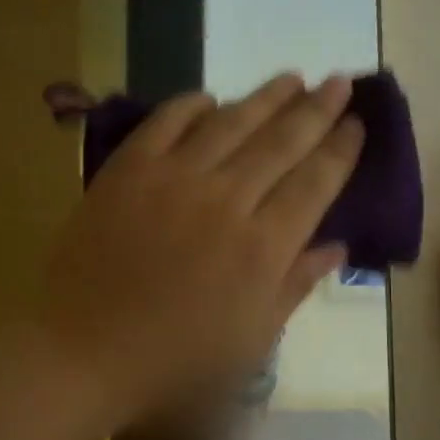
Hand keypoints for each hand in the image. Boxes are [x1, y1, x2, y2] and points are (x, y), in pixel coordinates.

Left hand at [38, 73, 362, 424]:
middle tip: (338, 82)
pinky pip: (166, 123)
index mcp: (263, 248)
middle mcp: (226, 201)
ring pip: (231, 123)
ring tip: (292, 77)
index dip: (340, 150)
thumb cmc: (175, 363)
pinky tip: (210, 98)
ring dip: (266, 97)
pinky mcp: (128, 171)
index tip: (357, 124)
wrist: (82, 354)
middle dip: (317, 109)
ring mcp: (173, 179)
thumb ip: (295, 286)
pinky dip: (191, 105)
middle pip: (282, 142)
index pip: (315, 183)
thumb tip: (337, 246)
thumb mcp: (252, 341)